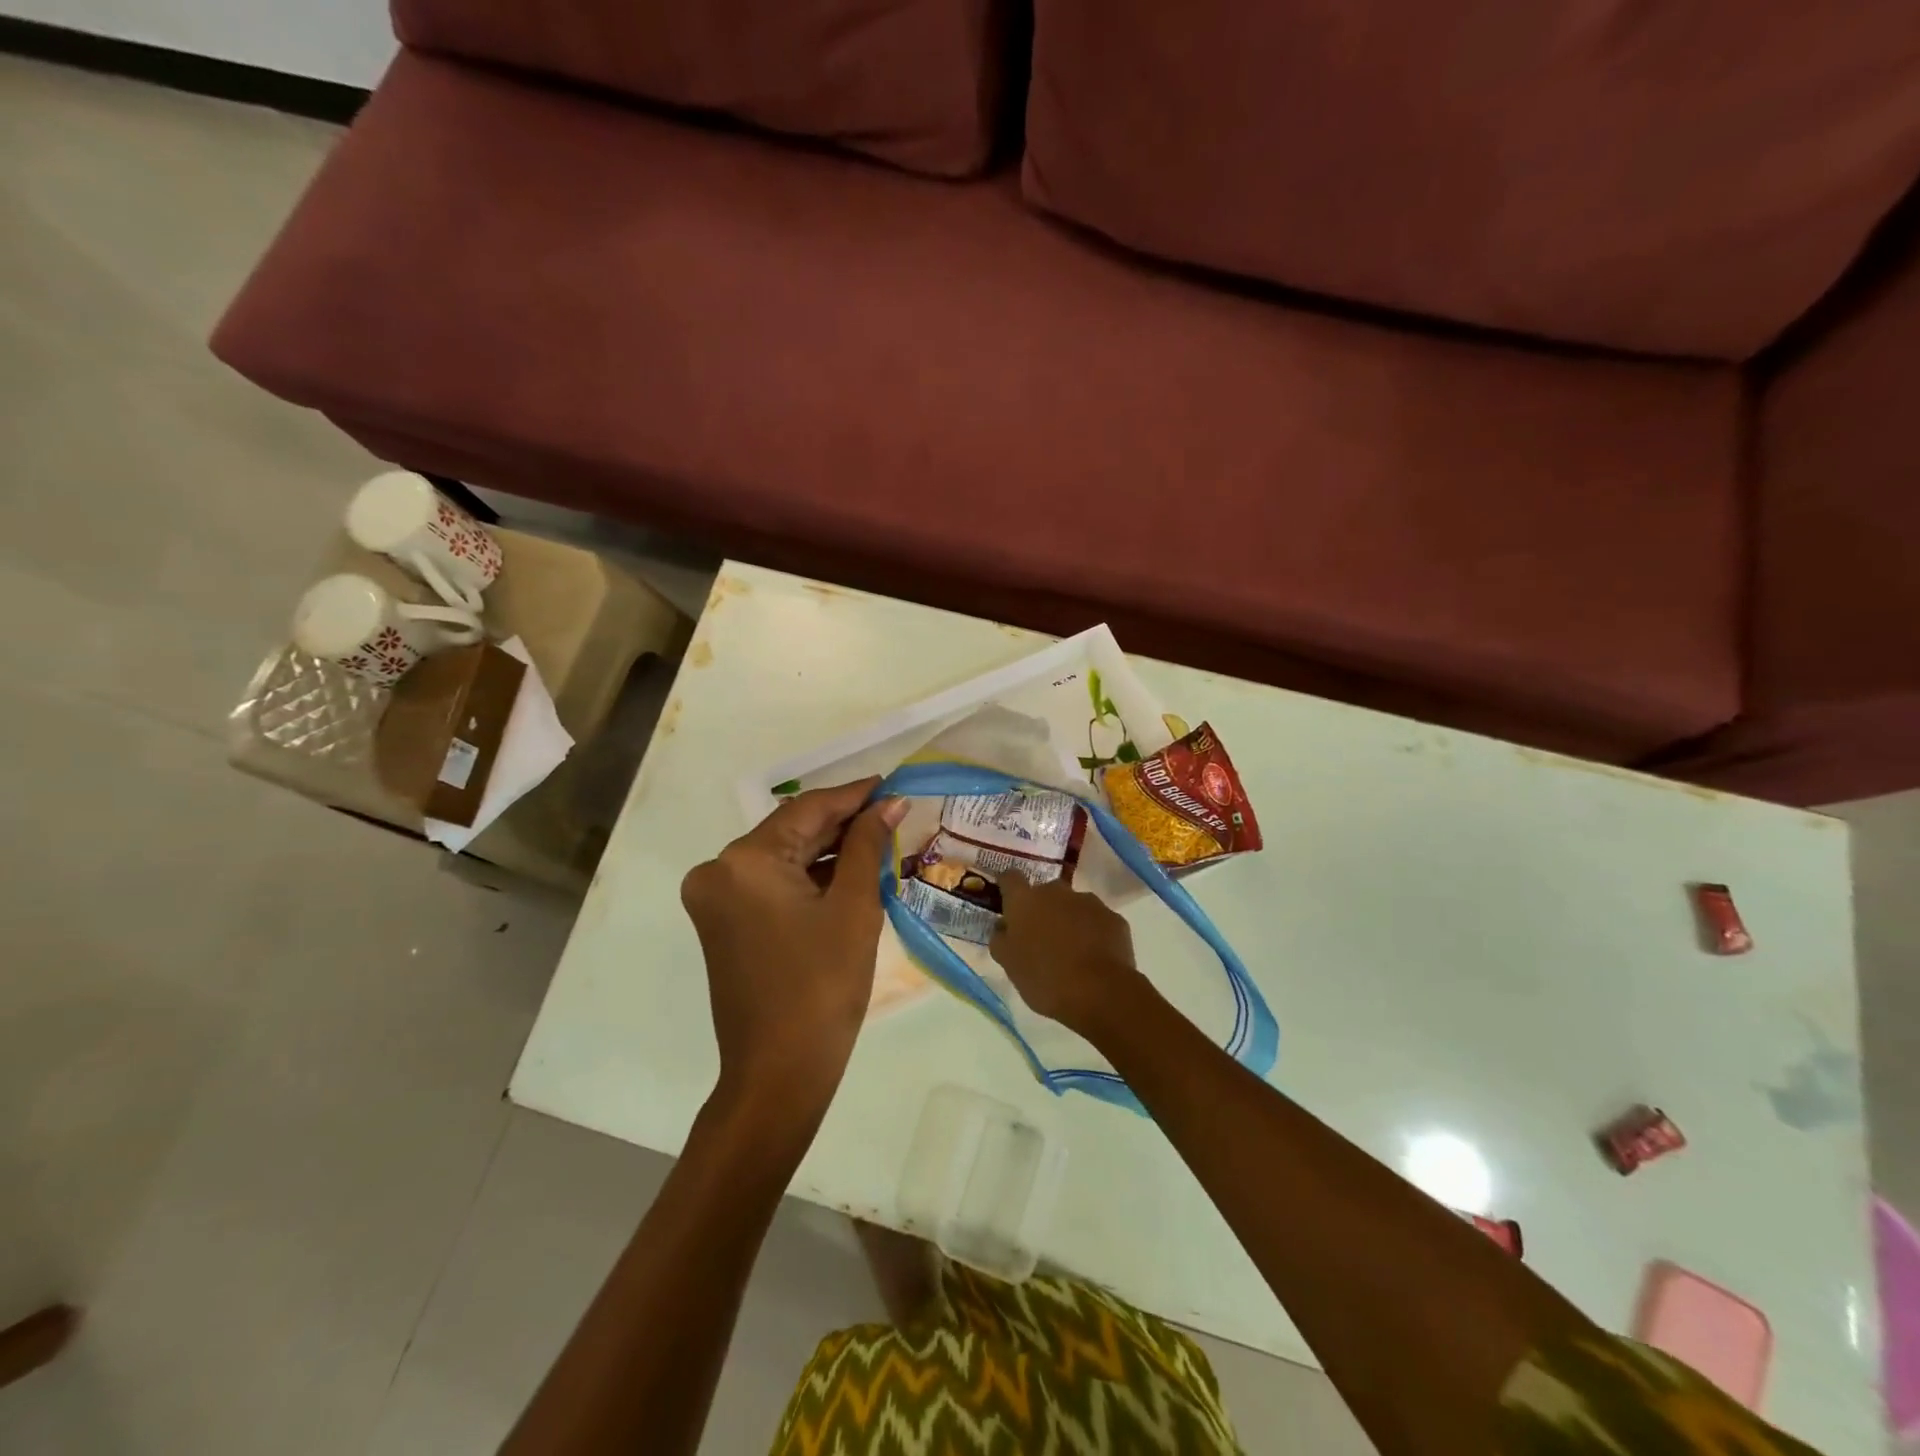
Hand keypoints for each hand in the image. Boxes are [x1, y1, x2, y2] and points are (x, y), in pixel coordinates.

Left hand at [681, 778, 907, 1114]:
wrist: (779, 1073)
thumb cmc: (823, 987)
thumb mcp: (854, 908)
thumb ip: (867, 845)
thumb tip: (889, 803)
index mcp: (744, 861)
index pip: (807, 810)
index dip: (853, 795)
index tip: (891, 784)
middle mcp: (718, 870)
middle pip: (791, 831)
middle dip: (842, 823)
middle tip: (891, 813)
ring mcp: (716, 898)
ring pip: (782, 857)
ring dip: (827, 850)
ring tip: (878, 841)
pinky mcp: (722, 921)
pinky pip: (771, 883)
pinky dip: (808, 877)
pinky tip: (847, 872)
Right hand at [990, 874, 1143, 1040]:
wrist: (1100, 992)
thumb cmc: (1044, 978)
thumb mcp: (1009, 964)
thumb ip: (1000, 939)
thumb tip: (1003, 926)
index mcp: (1025, 901)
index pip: (1010, 878)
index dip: (1007, 887)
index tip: (1007, 902)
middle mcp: (1056, 892)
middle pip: (1045, 892)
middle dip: (1042, 909)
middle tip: (1041, 938)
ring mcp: (1088, 902)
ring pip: (1073, 906)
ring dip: (1069, 920)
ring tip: (1071, 951)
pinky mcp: (1113, 918)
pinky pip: (1097, 921)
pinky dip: (1093, 933)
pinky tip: (1094, 958)